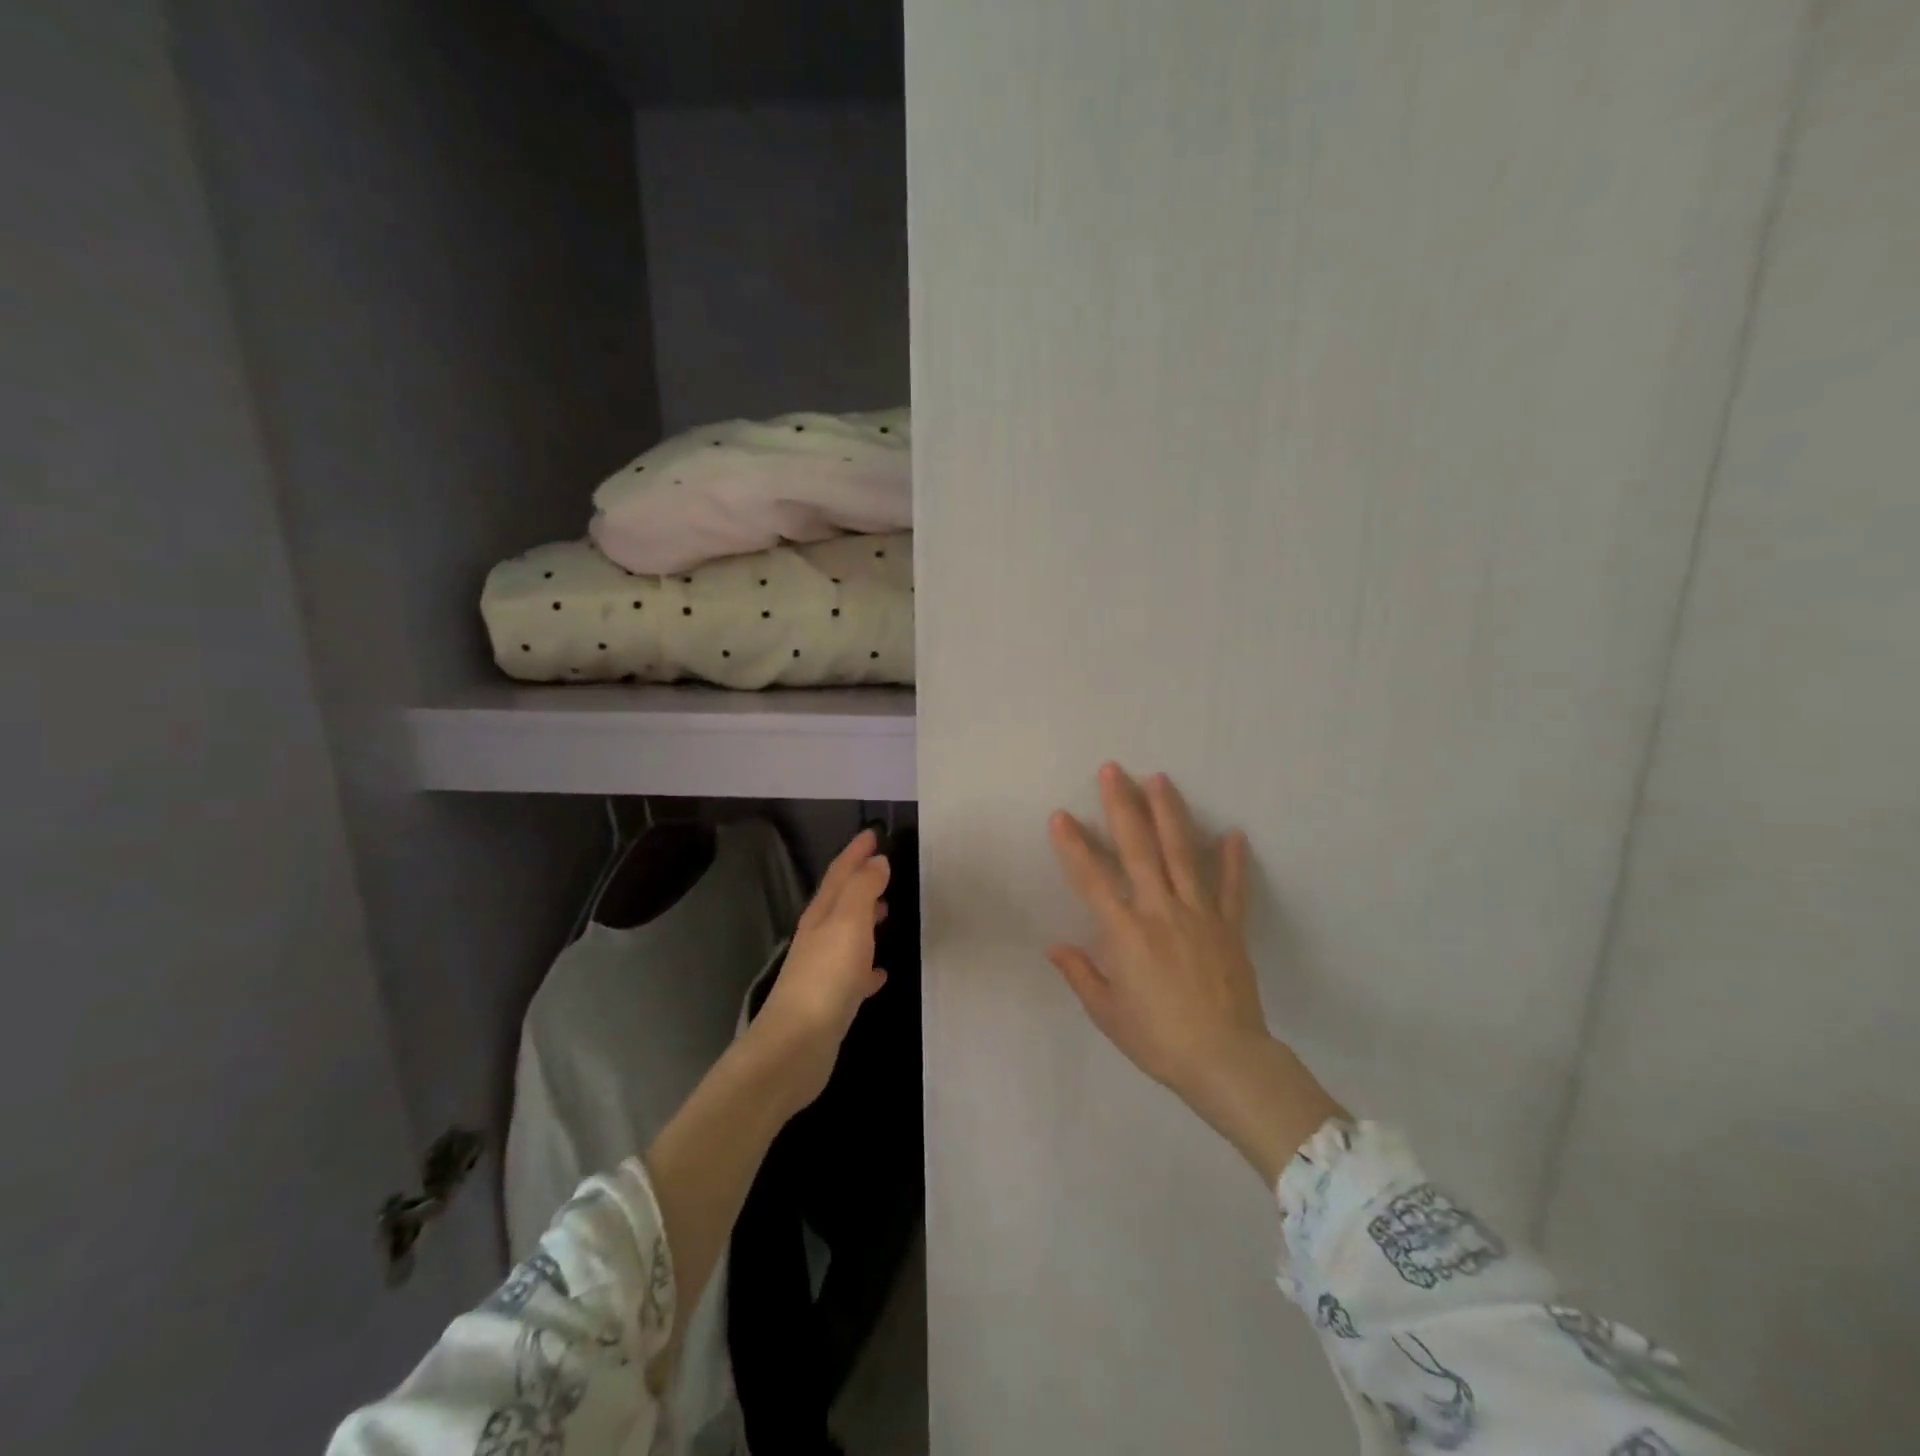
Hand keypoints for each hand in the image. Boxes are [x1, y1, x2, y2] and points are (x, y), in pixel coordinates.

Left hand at [747, 828, 890, 1113]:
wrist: (796, 1047)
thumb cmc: (826, 978)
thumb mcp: (849, 923)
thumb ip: (863, 890)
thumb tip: (876, 861)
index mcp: (822, 915)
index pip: (840, 874)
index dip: (855, 852)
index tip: (873, 832)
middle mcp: (819, 938)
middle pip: (841, 901)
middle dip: (860, 881)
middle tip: (883, 867)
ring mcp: (823, 971)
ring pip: (848, 935)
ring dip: (866, 920)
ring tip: (888, 911)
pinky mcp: (831, 1002)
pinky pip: (854, 975)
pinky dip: (868, 967)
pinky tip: (881, 973)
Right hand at [1048, 764, 1345, 1182]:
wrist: (1225, 1061)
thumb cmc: (1158, 1039)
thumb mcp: (1108, 1013)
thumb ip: (1081, 974)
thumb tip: (1055, 947)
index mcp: (1126, 934)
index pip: (1092, 880)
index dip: (1073, 846)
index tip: (1060, 815)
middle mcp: (1160, 912)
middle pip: (1139, 850)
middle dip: (1123, 807)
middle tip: (1113, 770)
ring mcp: (1199, 915)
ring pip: (1183, 855)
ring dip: (1170, 814)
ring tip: (1160, 779)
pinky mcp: (1229, 928)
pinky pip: (1231, 888)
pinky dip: (1233, 861)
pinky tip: (1233, 832)